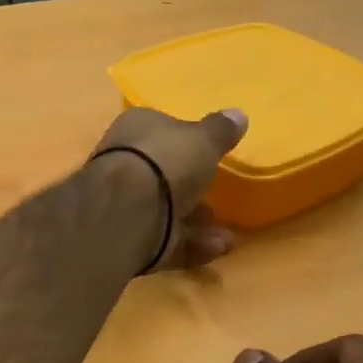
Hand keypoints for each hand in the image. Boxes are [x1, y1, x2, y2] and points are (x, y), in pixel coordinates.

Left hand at [92, 106, 246, 270]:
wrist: (128, 212)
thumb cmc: (165, 162)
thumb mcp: (204, 139)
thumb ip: (221, 131)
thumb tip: (238, 114)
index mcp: (136, 130)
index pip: (162, 130)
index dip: (187, 142)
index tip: (212, 156)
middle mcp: (125, 164)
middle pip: (163, 175)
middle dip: (194, 190)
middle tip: (220, 200)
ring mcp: (125, 205)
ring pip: (167, 213)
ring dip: (199, 225)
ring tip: (226, 236)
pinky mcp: (130, 240)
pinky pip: (167, 241)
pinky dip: (192, 246)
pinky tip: (217, 249)